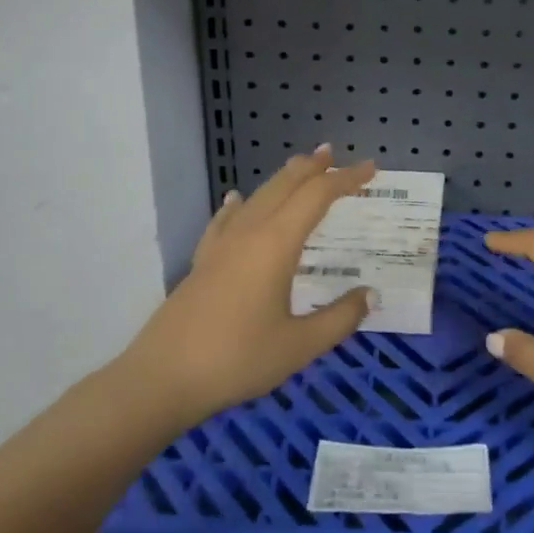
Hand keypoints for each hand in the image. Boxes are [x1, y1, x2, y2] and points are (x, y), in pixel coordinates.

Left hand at [124, 148, 377, 431]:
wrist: (162, 379)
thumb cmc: (237, 359)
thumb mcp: (300, 346)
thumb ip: (340, 318)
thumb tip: (371, 295)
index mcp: (276, 244)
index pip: (317, 197)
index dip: (346, 179)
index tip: (371, 169)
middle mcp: (249, 233)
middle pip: (284, 186)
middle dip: (311, 168)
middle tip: (332, 154)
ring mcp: (221, 245)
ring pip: (257, 197)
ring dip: (282, 180)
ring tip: (299, 168)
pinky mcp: (202, 262)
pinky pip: (226, 219)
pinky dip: (240, 204)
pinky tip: (237, 200)